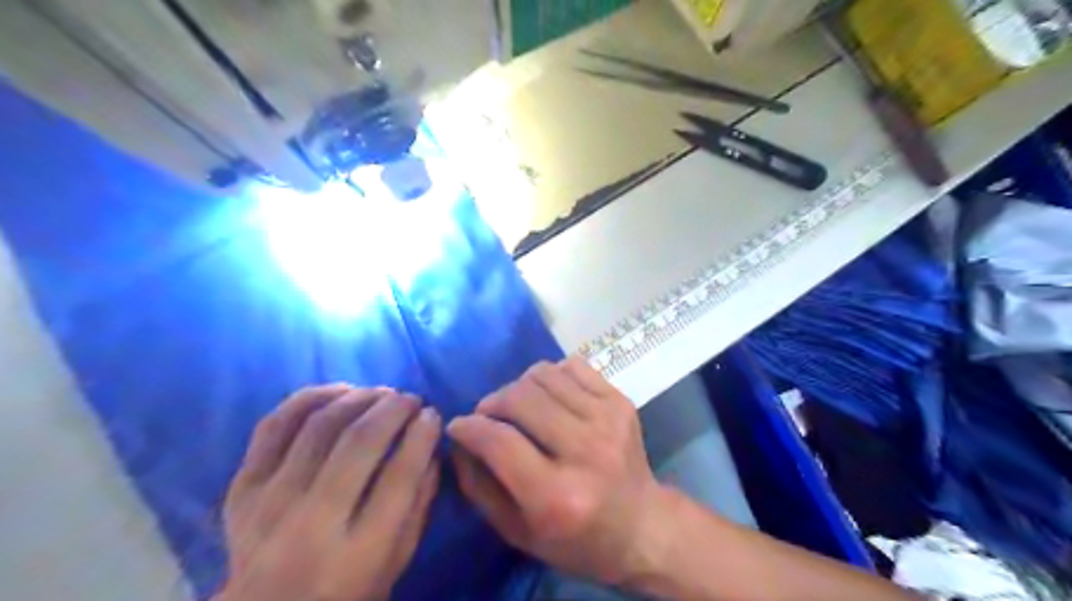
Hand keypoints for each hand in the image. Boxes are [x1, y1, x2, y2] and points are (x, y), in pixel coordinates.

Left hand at [219, 385, 440, 599]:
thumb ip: (420, 501)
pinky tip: (340, 392)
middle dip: (394, 408)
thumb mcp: (399, 558)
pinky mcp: (243, 488)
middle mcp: (312, 524)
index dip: (422, 434)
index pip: (400, 475)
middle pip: (360, 442)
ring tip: (381, 394)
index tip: (431, 414)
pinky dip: (310, 398)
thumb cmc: (348, 589)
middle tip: (411, 399)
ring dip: (360, 398)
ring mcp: (270, 503)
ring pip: (321, 425)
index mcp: (359, 552)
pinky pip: (275, 425)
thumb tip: (430, 442)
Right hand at [447, 357, 666, 586]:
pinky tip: (548, 397)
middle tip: (488, 415)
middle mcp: (585, 451)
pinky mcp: (620, 402)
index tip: (459, 426)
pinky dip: (551, 375)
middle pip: (521, 399)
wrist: (642, 526)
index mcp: (557, 496)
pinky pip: (572, 366)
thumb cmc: (577, 539)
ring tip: (518, 406)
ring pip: (544, 375)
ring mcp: (607, 420)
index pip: (499, 441)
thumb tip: (458, 440)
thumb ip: (479, 487)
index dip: (470, 427)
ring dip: (519, 386)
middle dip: (492, 402)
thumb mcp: (518, 532)